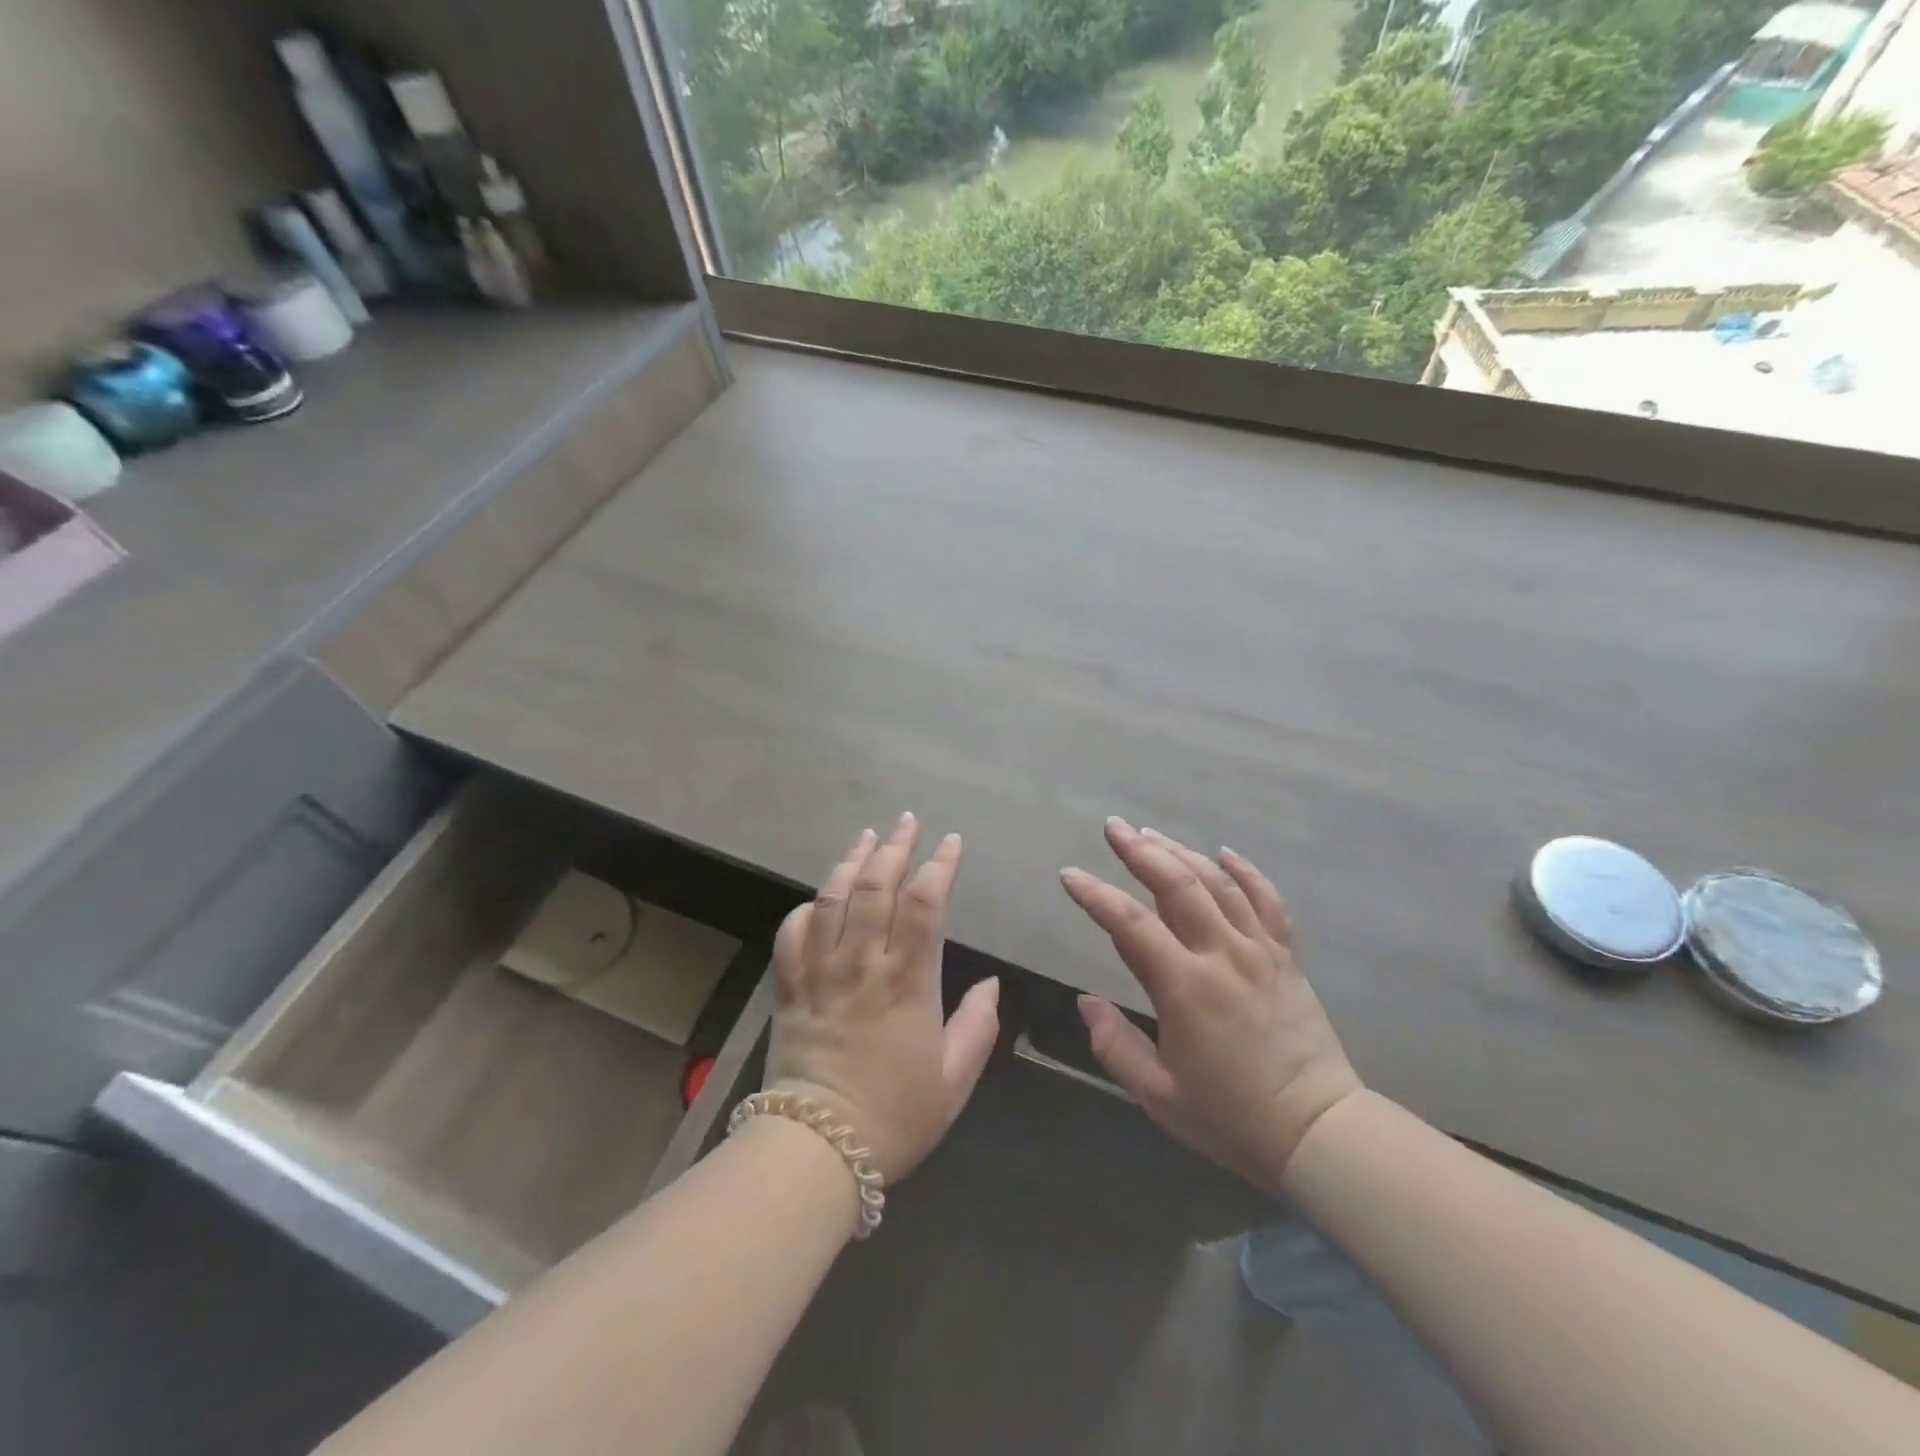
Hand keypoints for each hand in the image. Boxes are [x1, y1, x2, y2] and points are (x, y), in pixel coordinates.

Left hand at [765, 814, 1000, 1182]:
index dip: (939, 866)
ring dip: (851, 862)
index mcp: (908, 982)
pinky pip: (792, 934)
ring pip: (833, 900)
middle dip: (895, 848)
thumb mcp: (955, 1080)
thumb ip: (978, 1026)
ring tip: (867, 836)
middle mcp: (863, 964)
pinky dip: (807, 907)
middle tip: (907, 821)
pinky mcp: (789, 988)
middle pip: (877, 888)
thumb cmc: (895, 1116)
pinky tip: (820, 896)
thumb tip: (991, 983)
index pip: (924, 905)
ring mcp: (821, 972)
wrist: (816, 1150)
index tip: (950, 843)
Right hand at [1059, 819, 1361, 1190]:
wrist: (1318, 1131)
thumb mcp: (1158, 1095)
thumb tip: (1086, 1001)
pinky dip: (1246, 872)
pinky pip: (1268, 901)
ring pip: (1218, 884)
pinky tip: (1225, 853)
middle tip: (1114, 827)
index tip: (1069, 875)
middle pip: (1177, 884)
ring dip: (1181, 853)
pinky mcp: (1287, 957)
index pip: (1129, 925)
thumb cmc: (1231, 1117)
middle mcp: (1222, 955)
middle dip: (1140, 851)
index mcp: (1185, 988)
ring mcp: (1260, 951)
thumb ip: (1115, 1045)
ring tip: (1152, 834)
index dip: (1095, 895)